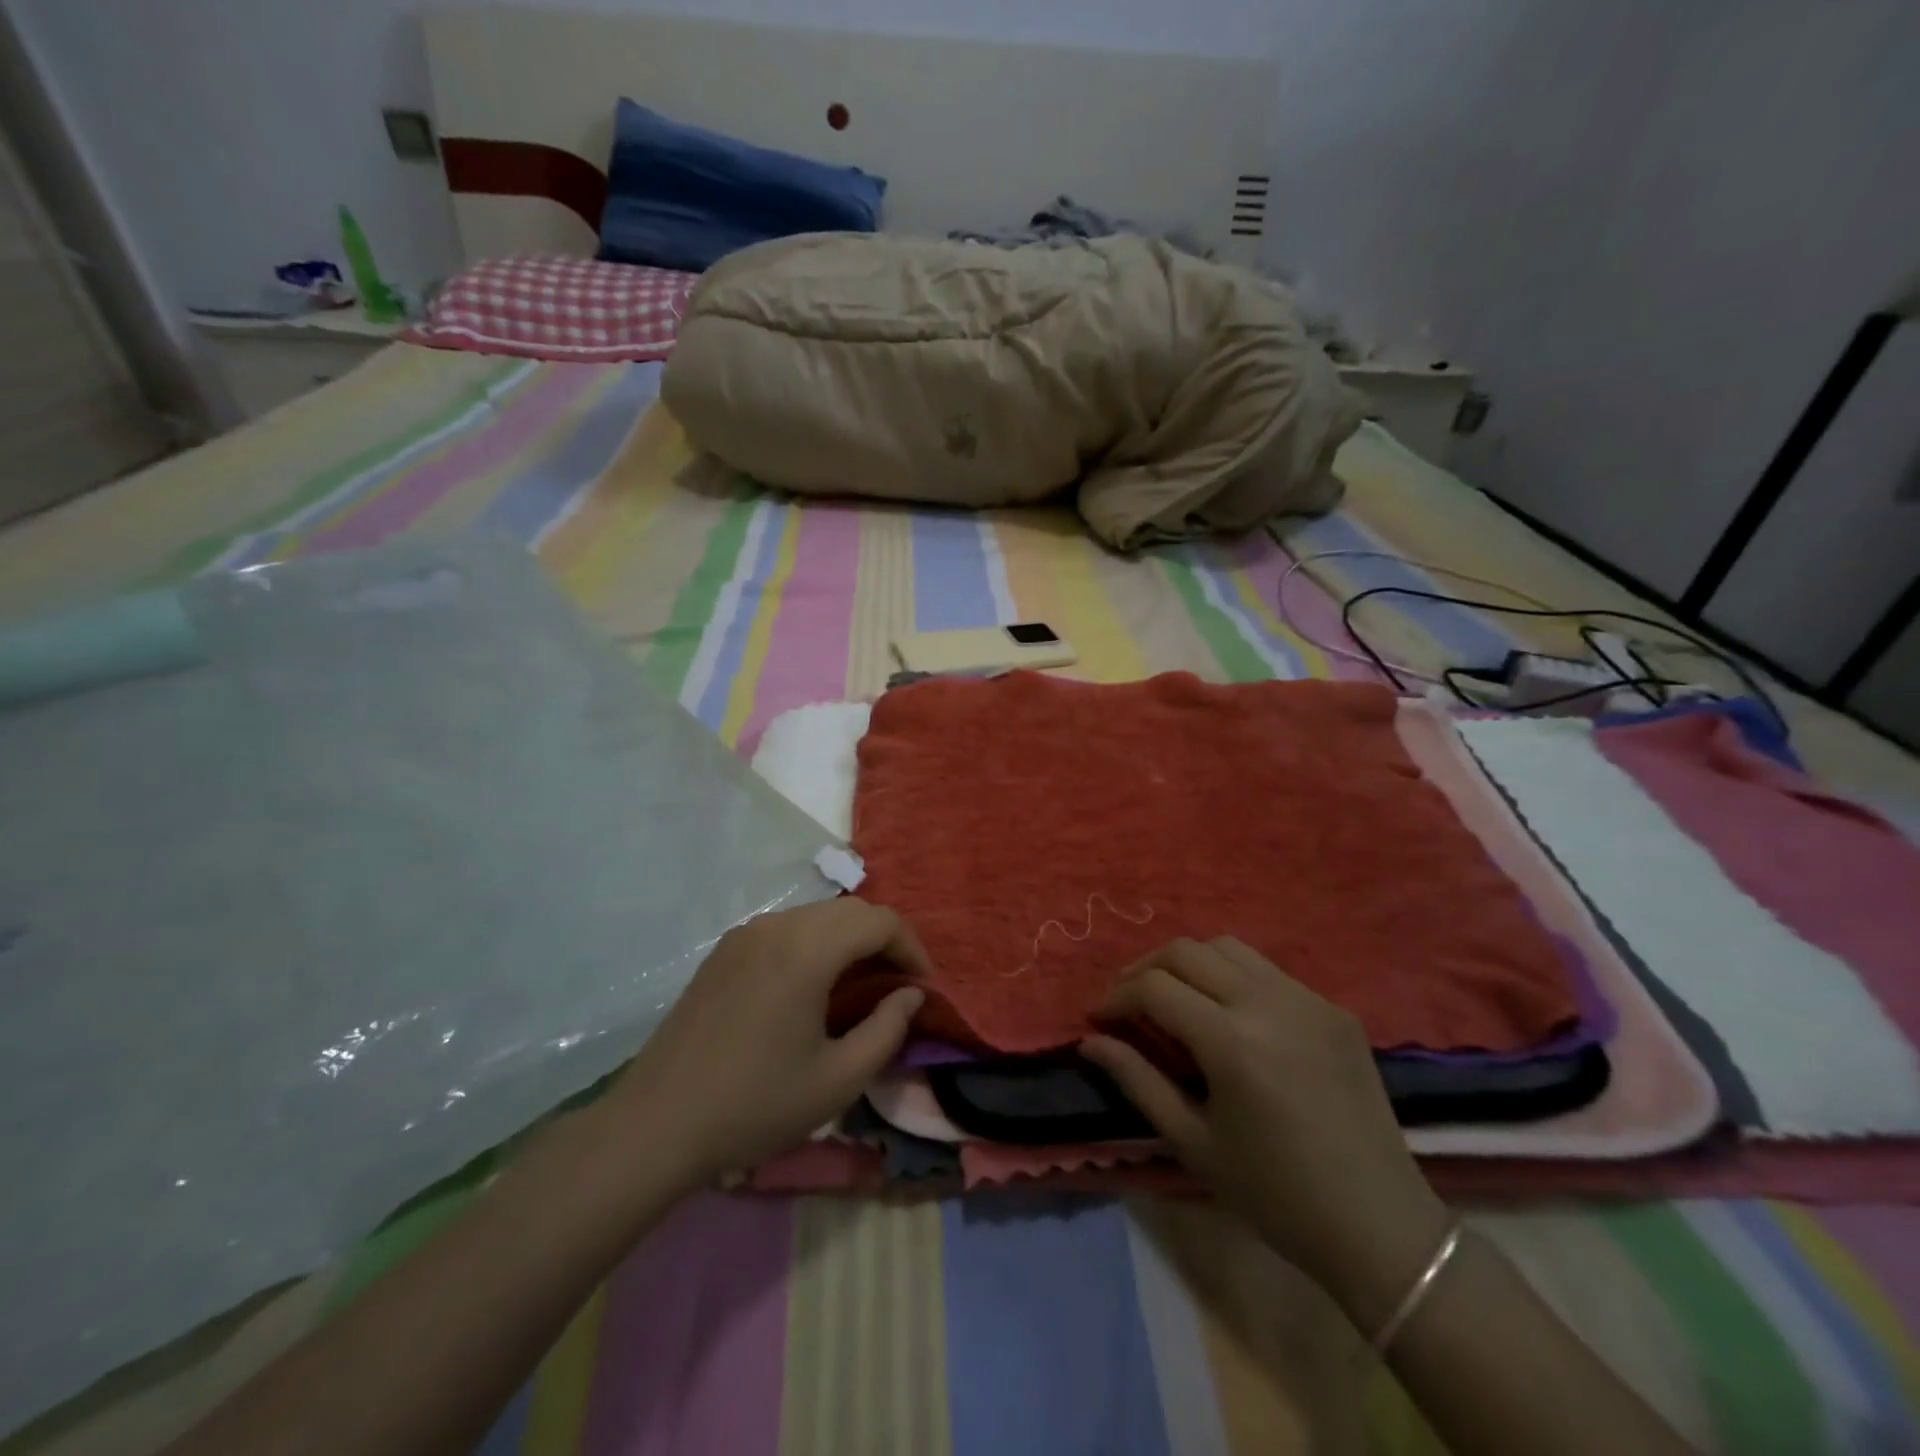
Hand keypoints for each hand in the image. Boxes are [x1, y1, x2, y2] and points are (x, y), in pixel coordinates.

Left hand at [603, 898, 928, 1187]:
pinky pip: (786, 929)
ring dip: (849, 940)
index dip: (911, 948)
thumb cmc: (755, 1105)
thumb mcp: (838, 1079)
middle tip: (898, 985)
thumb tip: (910, 994)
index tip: (923, 986)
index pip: (879, 921)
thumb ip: (887, 1029)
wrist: (657, 1125)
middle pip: (850, 911)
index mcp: (807, 949)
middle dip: (884, 940)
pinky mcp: (724, 951)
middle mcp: (777, 926)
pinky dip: (815, 944)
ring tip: (861, 985)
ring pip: (817, 916)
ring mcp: (745, 934)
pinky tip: (813, 986)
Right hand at [1082, 938, 1451, 1331]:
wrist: (1379, 1226)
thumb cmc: (1275, 1195)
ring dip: (1189, 963)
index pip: (1155, 988)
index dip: (1117, 997)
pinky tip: (1228, 1015)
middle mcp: (1268, 1003)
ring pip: (1227, 948)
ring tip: (1174, 997)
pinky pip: (1267, 971)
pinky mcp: (1333, 1008)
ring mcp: (1307, 999)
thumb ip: (1137, 1080)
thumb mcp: (1193, 1142)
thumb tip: (1089, 1040)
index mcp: (1232, 1041)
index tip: (1099, 1018)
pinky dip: (1232, 977)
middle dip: (1145, 969)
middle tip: (1127, 1001)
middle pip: (1186, 951)